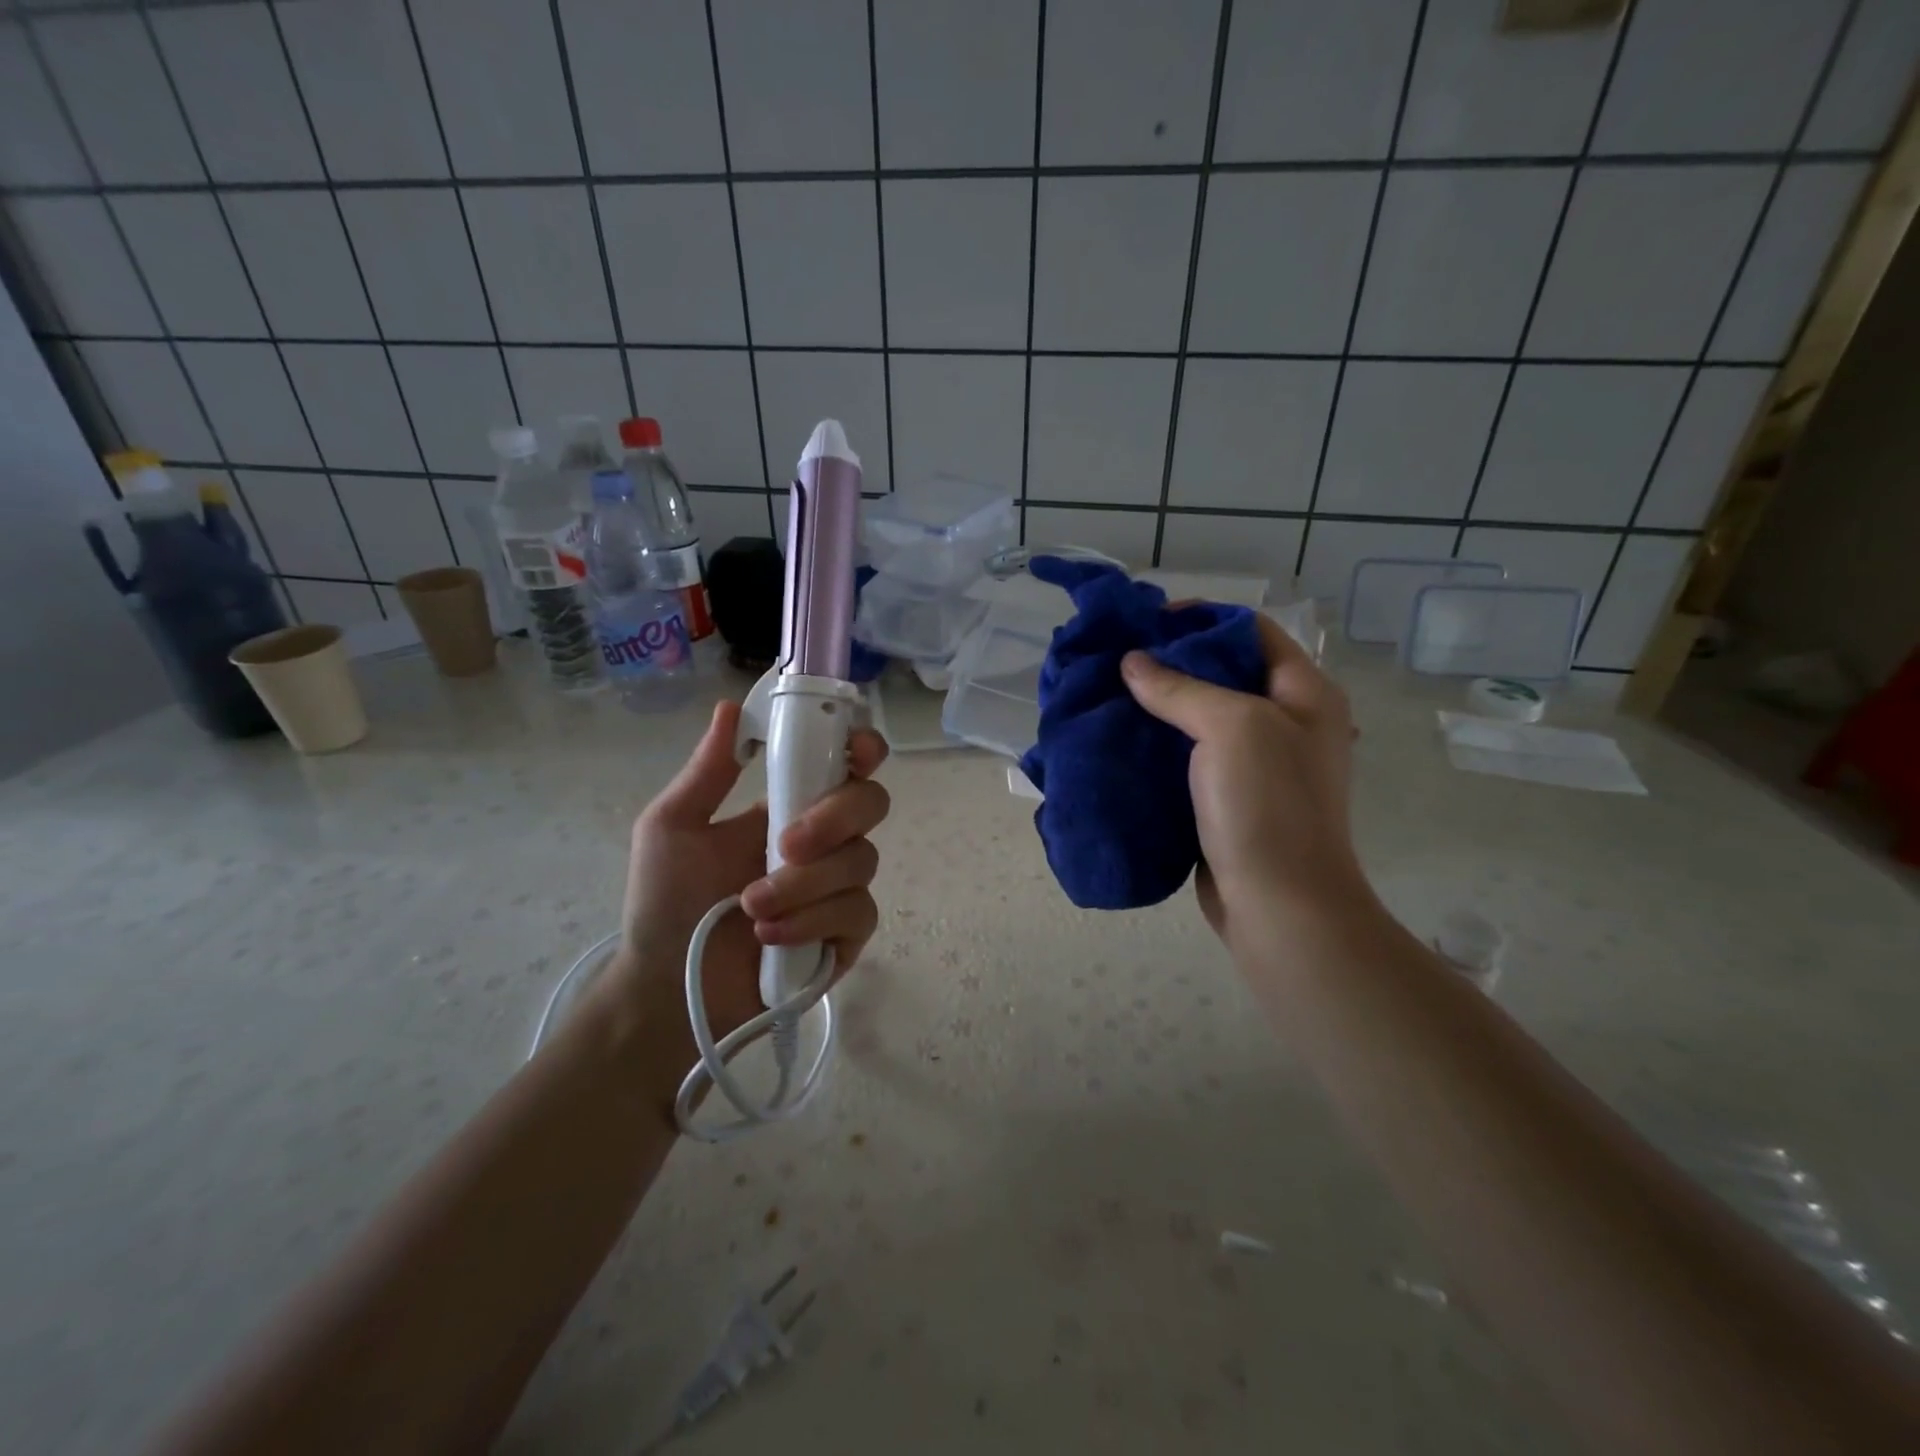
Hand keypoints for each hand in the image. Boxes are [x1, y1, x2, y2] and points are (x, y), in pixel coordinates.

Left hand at [604, 700, 888, 1052]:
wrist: (665, 990)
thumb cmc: (664, 905)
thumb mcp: (671, 828)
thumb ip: (707, 771)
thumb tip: (730, 707)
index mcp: (789, 808)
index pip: (845, 766)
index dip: (861, 750)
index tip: (856, 750)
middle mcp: (824, 843)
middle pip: (870, 804)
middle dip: (833, 819)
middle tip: (785, 845)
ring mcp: (839, 890)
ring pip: (861, 862)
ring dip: (804, 885)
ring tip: (752, 911)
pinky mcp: (846, 937)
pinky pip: (857, 914)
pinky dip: (813, 922)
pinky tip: (770, 939)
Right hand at [1120, 614, 1365, 940]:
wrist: (1279, 906)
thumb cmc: (1267, 805)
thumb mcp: (1230, 728)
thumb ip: (1180, 688)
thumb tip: (1133, 662)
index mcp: (1304, 693)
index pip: (1250, 631)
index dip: (1200, 620)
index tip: (1147, 624)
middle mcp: (1286, 721)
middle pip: (1224, 672)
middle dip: (1171, 662)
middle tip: (1119, 660)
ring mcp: (1259, 764)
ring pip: (1202, 717)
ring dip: (1160, 705)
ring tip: (1111, 695)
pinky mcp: (1229, 798)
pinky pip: (1190, 757)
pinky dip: (1159, 745)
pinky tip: (1122, 741)